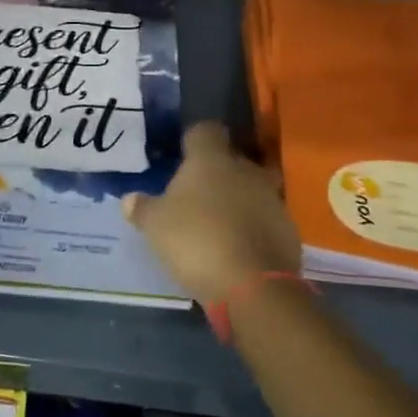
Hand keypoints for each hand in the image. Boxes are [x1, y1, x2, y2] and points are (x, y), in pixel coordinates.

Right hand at [123, 122, 300, 308]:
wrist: (254, 286)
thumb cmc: (196, 241)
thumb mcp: (155, 226)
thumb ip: (142, 208)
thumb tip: (129, 199)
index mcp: (211, 159)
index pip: (205, 130)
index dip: (194, 140)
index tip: (182, 155)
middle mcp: (245, 169)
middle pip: (231, 159)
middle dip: (216, 172)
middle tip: (195, 194)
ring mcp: (272, 198)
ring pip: (251, 189)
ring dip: (236, 201)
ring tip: (216, 223)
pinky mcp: (288, 229)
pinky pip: (264, 219)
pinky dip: (252, 227)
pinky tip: (236, 247)